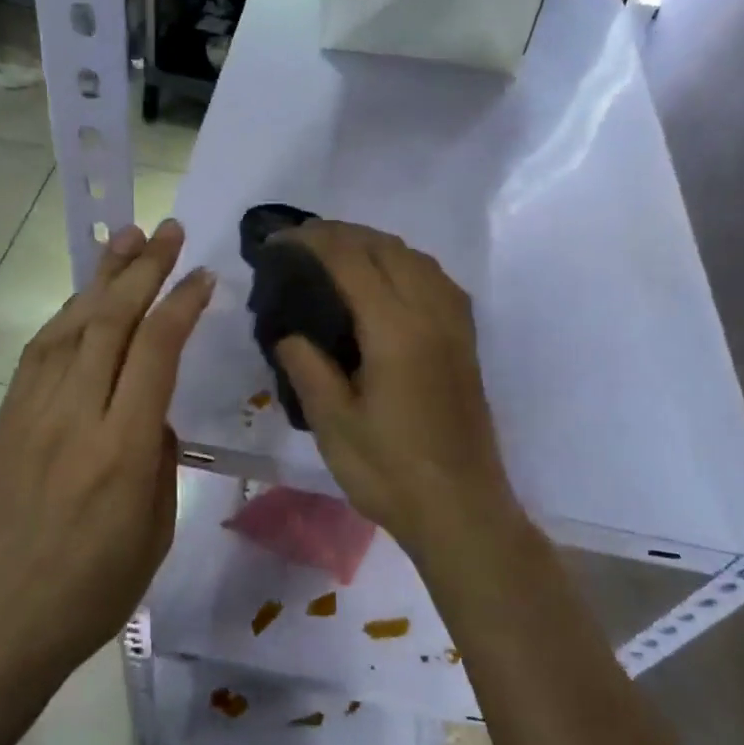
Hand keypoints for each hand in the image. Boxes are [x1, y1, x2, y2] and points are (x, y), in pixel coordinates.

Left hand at [0, 219, 213, 683]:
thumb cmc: (90, 595)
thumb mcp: (154, 532)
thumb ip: (158, 458)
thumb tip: (150, 413)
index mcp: (121, 450)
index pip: (155, 351)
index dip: (182, 304)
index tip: (204, 275)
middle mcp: (74, 416)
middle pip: (111, 321)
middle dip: (144, 268)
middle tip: (170, 231)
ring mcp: (31, 413)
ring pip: (71, 325)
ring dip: (101, 277)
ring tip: (126, 238)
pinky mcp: (4, 420)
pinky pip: (40, 352)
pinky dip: (68, 314)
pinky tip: (85, 298)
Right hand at [271, 222, 516, 559]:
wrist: (461, 510)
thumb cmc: (390, 472)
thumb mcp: (334, 423)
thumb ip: (307, 367)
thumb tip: (289, 333)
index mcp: (396, 329)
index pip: (351, 260)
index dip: (312, 241)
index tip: (278, 240)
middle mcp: (431, 313)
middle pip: (386, 247)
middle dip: (341, 234)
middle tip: (300, 243)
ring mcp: (455, 325)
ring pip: (415, 257)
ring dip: (374, 244)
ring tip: (337, 254)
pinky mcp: (465, 341)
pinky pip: (434, 278)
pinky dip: (403, 263)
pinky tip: (385, 282)